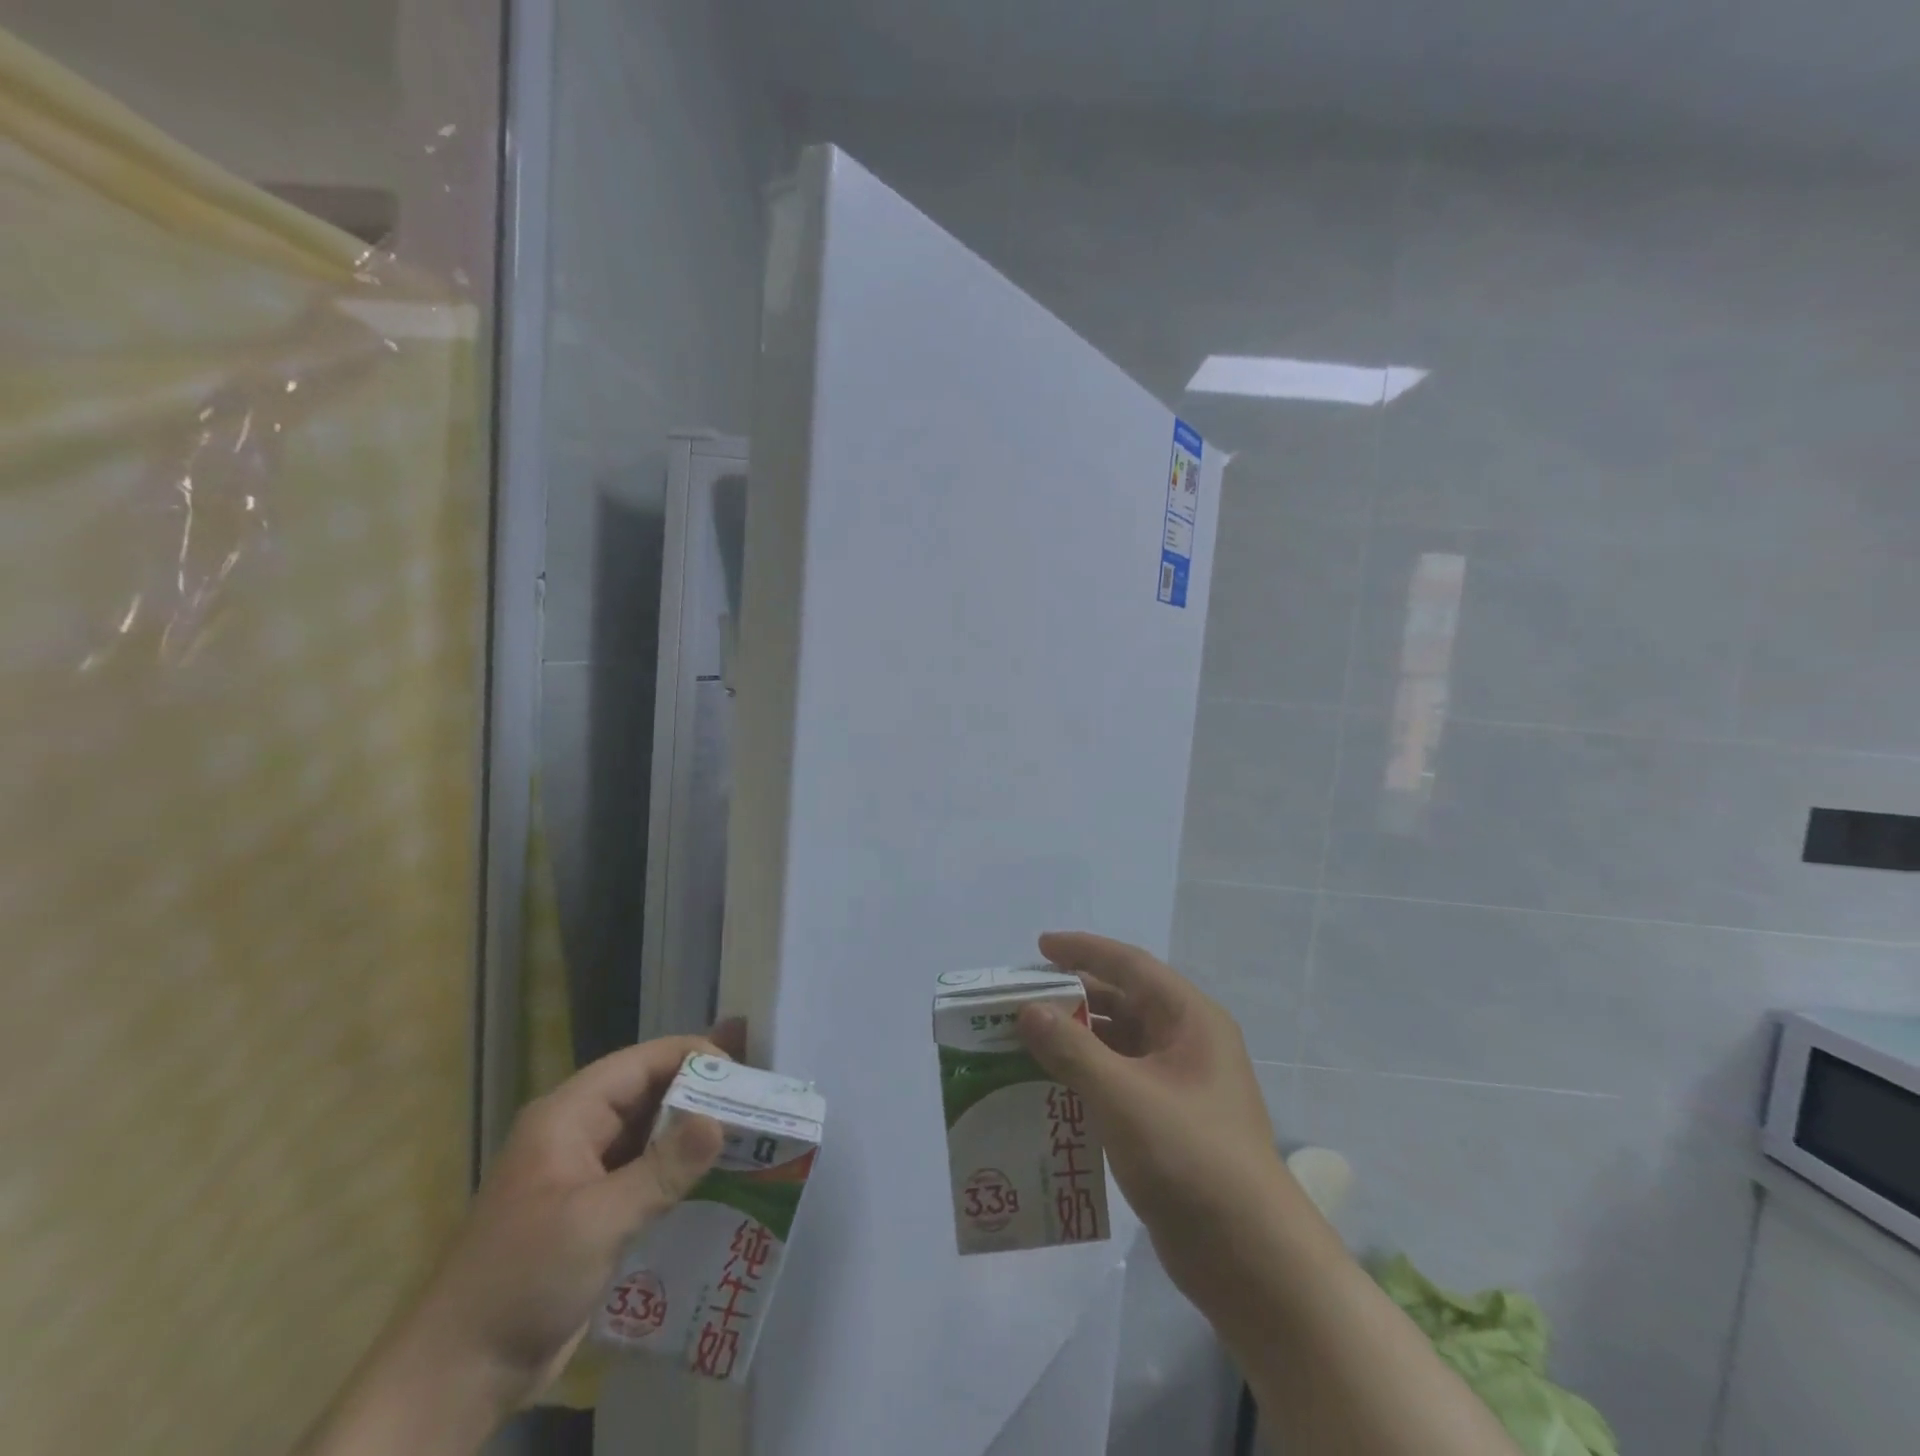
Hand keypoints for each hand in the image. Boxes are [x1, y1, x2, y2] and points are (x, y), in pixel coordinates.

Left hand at [409, 1025, 743, 1410]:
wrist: (456, 1377)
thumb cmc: (521, 1281)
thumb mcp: (596, 1221)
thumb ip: (662, 1169)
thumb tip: (721, 1121)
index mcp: (569, 1115)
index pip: (642, 1063)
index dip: (692, 1057)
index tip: (741, 1075)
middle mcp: (579, 1132)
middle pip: (650, 1093)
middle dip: (701, 1093)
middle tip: (756, 1100)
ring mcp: (586, 1173)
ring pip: (651, 1134)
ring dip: (694, 1134)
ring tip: (751, 1133)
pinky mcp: (594, 1211)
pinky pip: (646, 1173)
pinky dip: (680, 1171)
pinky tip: (720, 1180)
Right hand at [1015, 932, 1288, 1308]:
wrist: (1251, 1260)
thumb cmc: (1190, 1157)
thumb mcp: (1122, 1096)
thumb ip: (1071, 1048)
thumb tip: (1028, 1010)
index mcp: (1189, 1019)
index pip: (1130, 966)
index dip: (1083, 951)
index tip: (1039, 946)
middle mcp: (1187, 1043)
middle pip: (1122, 1004)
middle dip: (1071, 999)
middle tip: (1020, 1000)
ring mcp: (1180, 1085)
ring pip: (1118, 1045)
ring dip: (1074, 1041)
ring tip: (1023, 1042)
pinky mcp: (1169, 1123)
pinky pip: (1119, 1082)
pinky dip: (1085, 1078)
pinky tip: (1048, 1088)